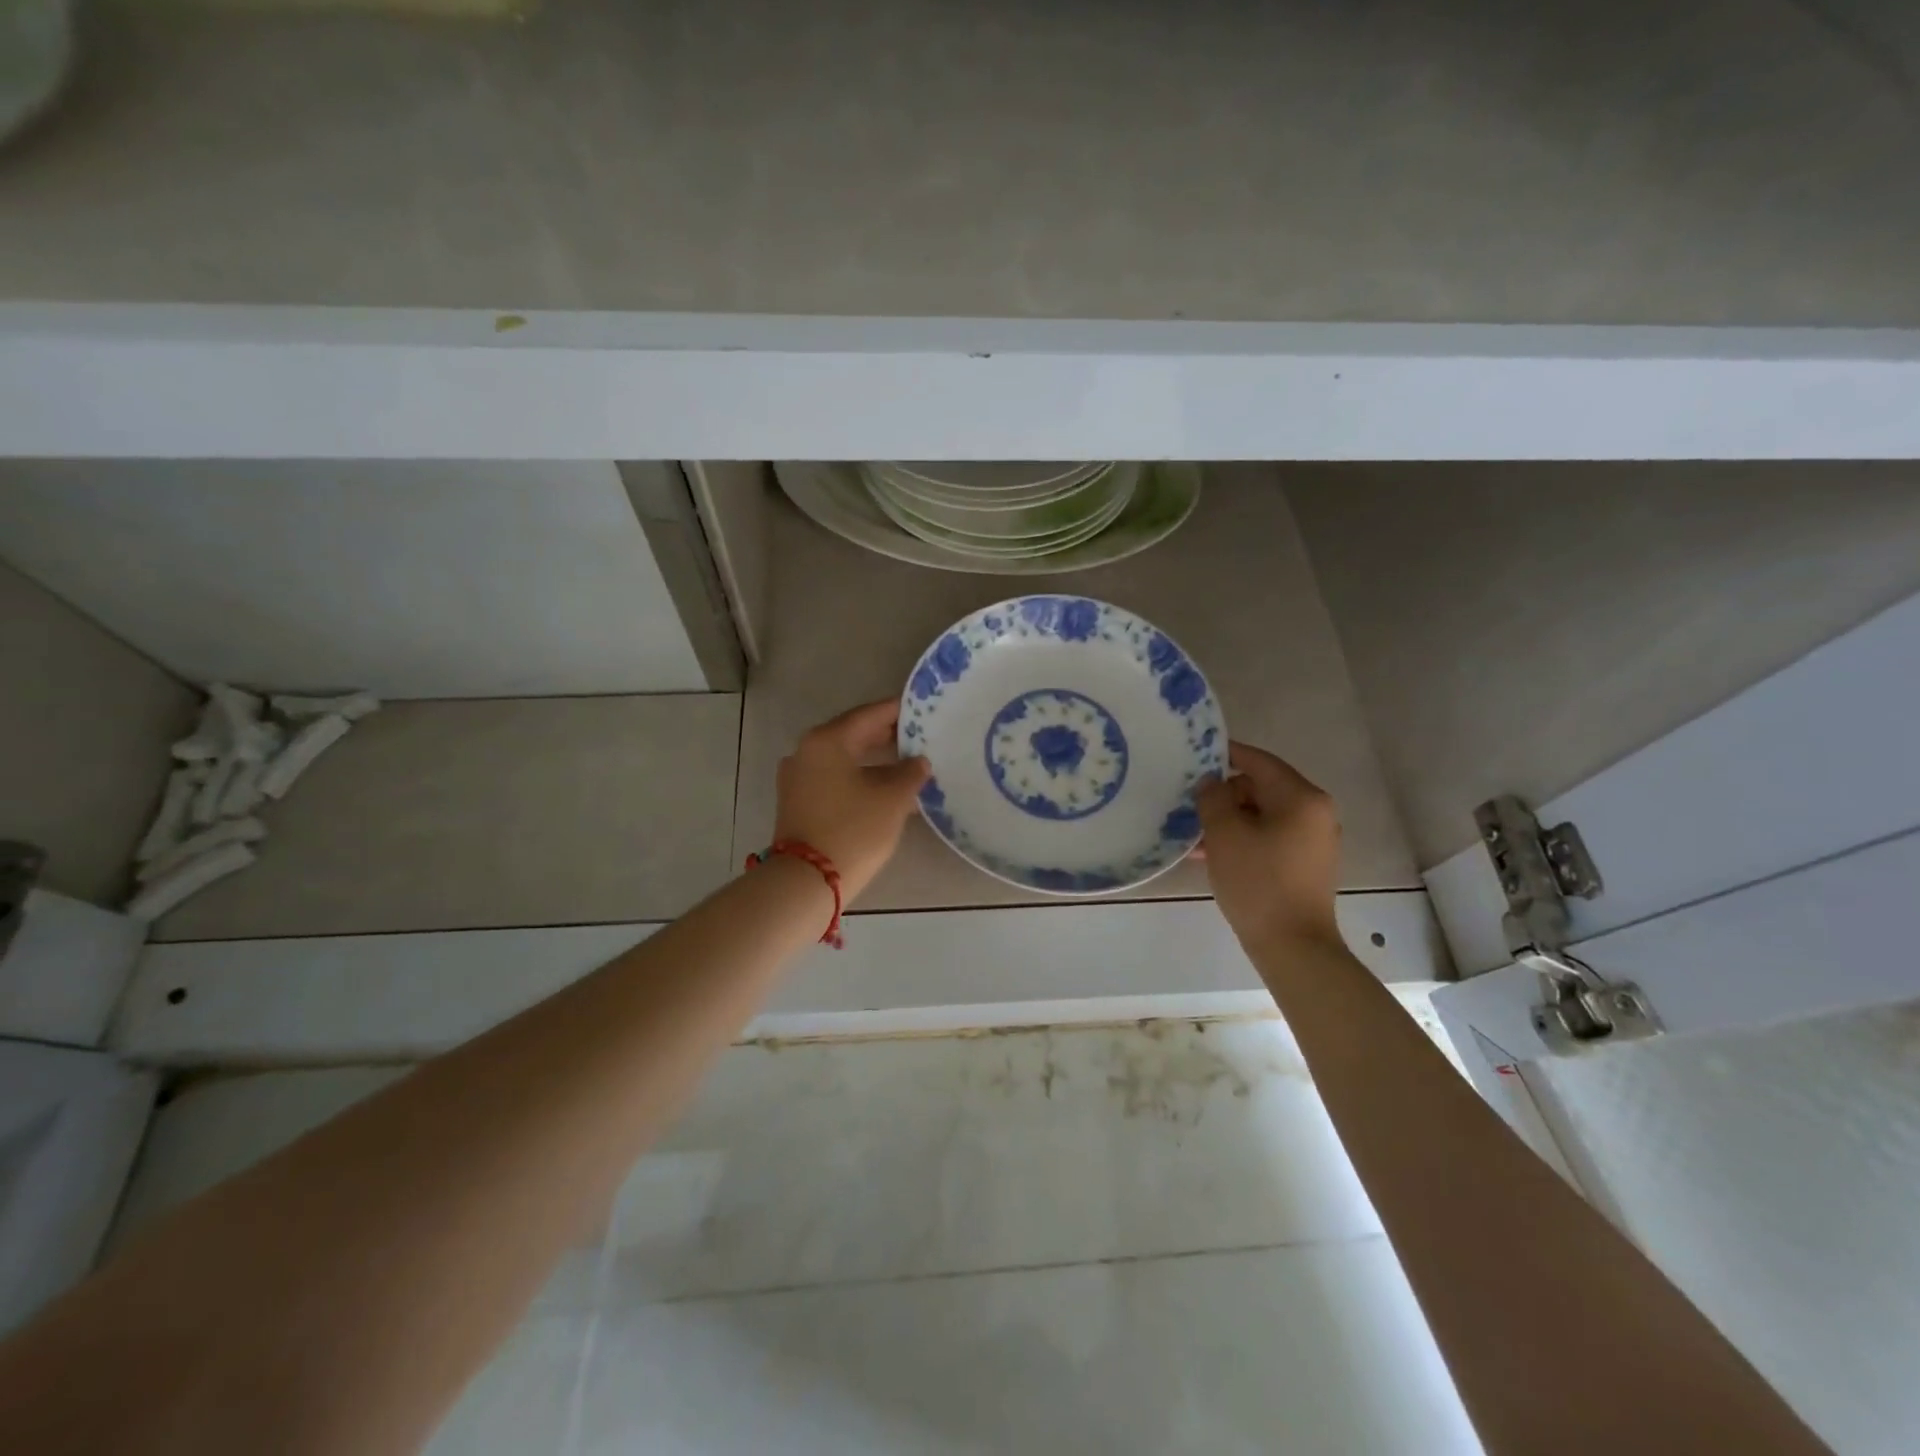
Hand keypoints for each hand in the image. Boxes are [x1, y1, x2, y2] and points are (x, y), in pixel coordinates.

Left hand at [773, 699, 931, 902]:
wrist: (806, 881)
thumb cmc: (853, 830)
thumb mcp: (892, 799)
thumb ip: (910, 773)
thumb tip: (918, 762)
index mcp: (827, 740)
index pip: (869, 715)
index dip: (898, 711)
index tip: (921, 709)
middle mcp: (807, 751)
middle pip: (853, 734)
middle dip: (886, 736)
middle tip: (919, 736)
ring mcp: (798, 777)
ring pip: (844, 758)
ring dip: (874, 760)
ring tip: (908, 765)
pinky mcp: (798, 802)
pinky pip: (834, 778)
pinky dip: (859, 778)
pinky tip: (884, 789)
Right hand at [1196, 741, 1342, 950]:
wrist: (1293, 946)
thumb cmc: (1258, 882)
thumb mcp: (1225, 834)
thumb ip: (1213, 798)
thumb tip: (1210, 781)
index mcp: (1301, 797)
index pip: (1258, 761)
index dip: (1225, 754)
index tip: (1195, 754)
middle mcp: (1314, 812)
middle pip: (1261, 788)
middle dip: (1223, 795)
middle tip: (1189, 805)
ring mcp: (1313, 840)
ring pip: (1262, 816)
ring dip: (1228, 821)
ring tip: (1193, 835)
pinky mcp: (1305, 863)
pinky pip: (1269, 837)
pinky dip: (1243, 839)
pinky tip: (1210, 855)